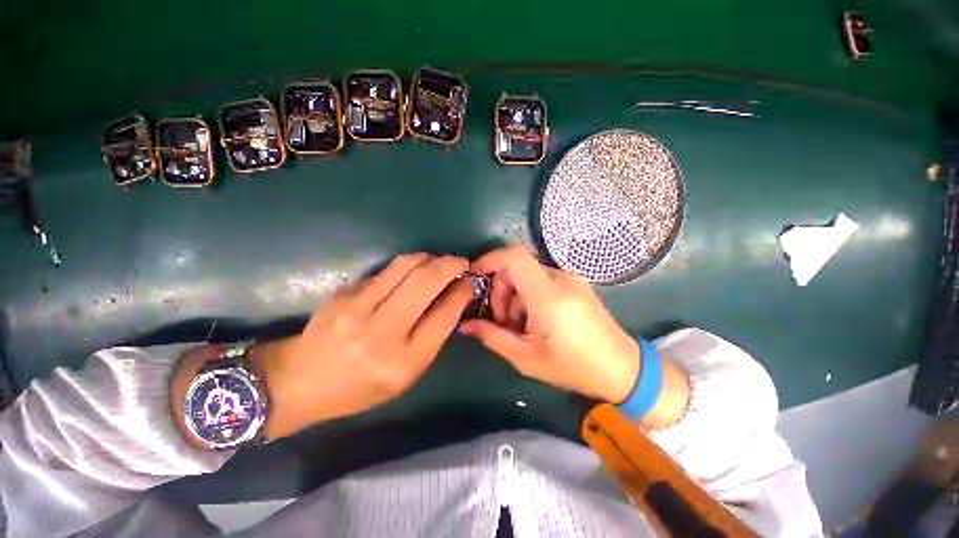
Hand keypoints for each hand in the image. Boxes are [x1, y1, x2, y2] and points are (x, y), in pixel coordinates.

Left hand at [173, 253, 473, 441]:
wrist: (300, 381)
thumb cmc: (360, 387)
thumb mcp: (406, 375)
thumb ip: (433, 336)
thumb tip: (454, 298)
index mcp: (403, 362)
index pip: (445, 313)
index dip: (462, 291)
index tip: (470, 281)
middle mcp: (381, 332)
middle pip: (426, 281)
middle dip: (451, 265)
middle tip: (461, 263)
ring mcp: (357, 307)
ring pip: (406, 265)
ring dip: (430, 258)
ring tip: (438, 262)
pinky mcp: (344, 292)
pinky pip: (386, 270)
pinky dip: (407, 266)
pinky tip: (411, 273)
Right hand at [459, 245, 640, 403]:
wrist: (622, 368)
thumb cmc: (573, 367)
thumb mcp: (526, 357)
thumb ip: (492, 337)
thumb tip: (465, 325)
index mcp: (548, 295)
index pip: (514, 257)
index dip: (490, 259)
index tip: (475, 275)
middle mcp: (560, 279)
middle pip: (517, 266)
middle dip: (500, 288)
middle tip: (501, 319)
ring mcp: (570, 279)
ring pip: (528, 273)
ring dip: (514, 294)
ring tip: (518, 324)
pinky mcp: (575, 283)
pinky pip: (542, 279)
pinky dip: (529, 294)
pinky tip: (534, 319)